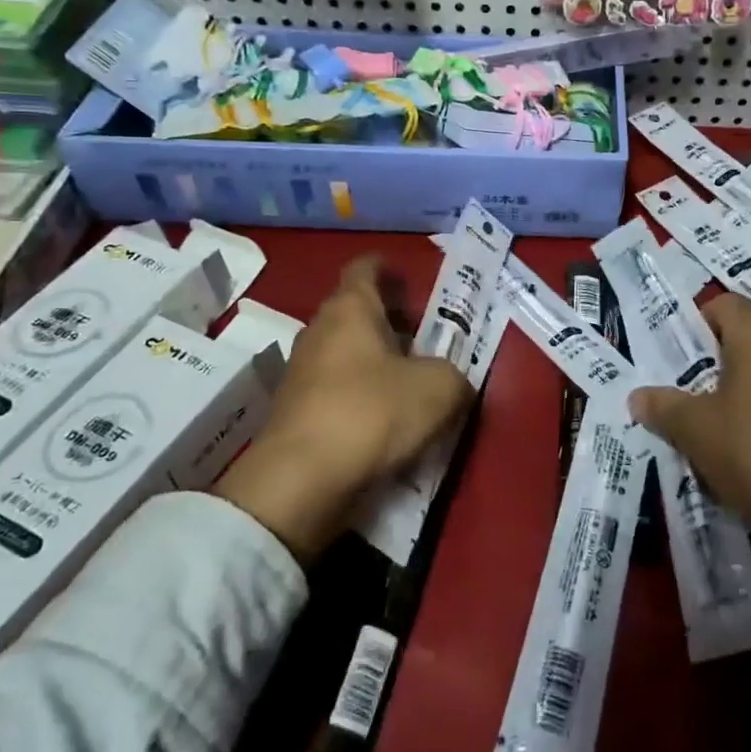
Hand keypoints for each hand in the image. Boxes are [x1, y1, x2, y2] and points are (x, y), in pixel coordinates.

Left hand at [215, 256, 473, 562]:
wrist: (299, 483)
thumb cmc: (371, 413)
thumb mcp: (439, 388)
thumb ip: (454, 374)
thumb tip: (450, 382)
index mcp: (350, 308)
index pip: (366, 268)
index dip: (389, 268)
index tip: (410, 281)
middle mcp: (320, 331)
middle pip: (357, 313)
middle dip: (392, 322)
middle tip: (427, 341)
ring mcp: (301, 373)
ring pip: (347, 354)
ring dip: (378, 364)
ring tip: (413, 386)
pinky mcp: (296, 412)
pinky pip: (337, 391)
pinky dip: (361, 398)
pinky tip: (387, 423)